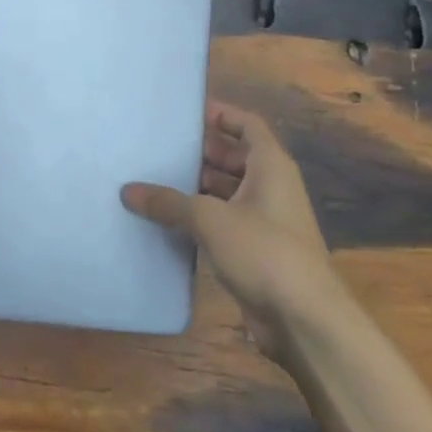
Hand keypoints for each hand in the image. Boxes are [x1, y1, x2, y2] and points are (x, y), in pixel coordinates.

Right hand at [122, 102, 339, 358]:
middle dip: (198, 152)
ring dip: (195, 187)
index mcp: (270, 167)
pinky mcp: (255, 250)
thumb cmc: (264, 252)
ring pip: (225, 191)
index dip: (220, 114)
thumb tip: (128, 191)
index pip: (247, 125)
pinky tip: (166, 220)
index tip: (185, 112)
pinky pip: (222, 221)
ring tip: (152, 180)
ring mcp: (264, 220)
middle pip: (233, 157)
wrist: (304, 319)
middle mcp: (270, 187)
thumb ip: (168, 202)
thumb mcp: (210, 220)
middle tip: (157, 146)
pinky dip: (198, 217)